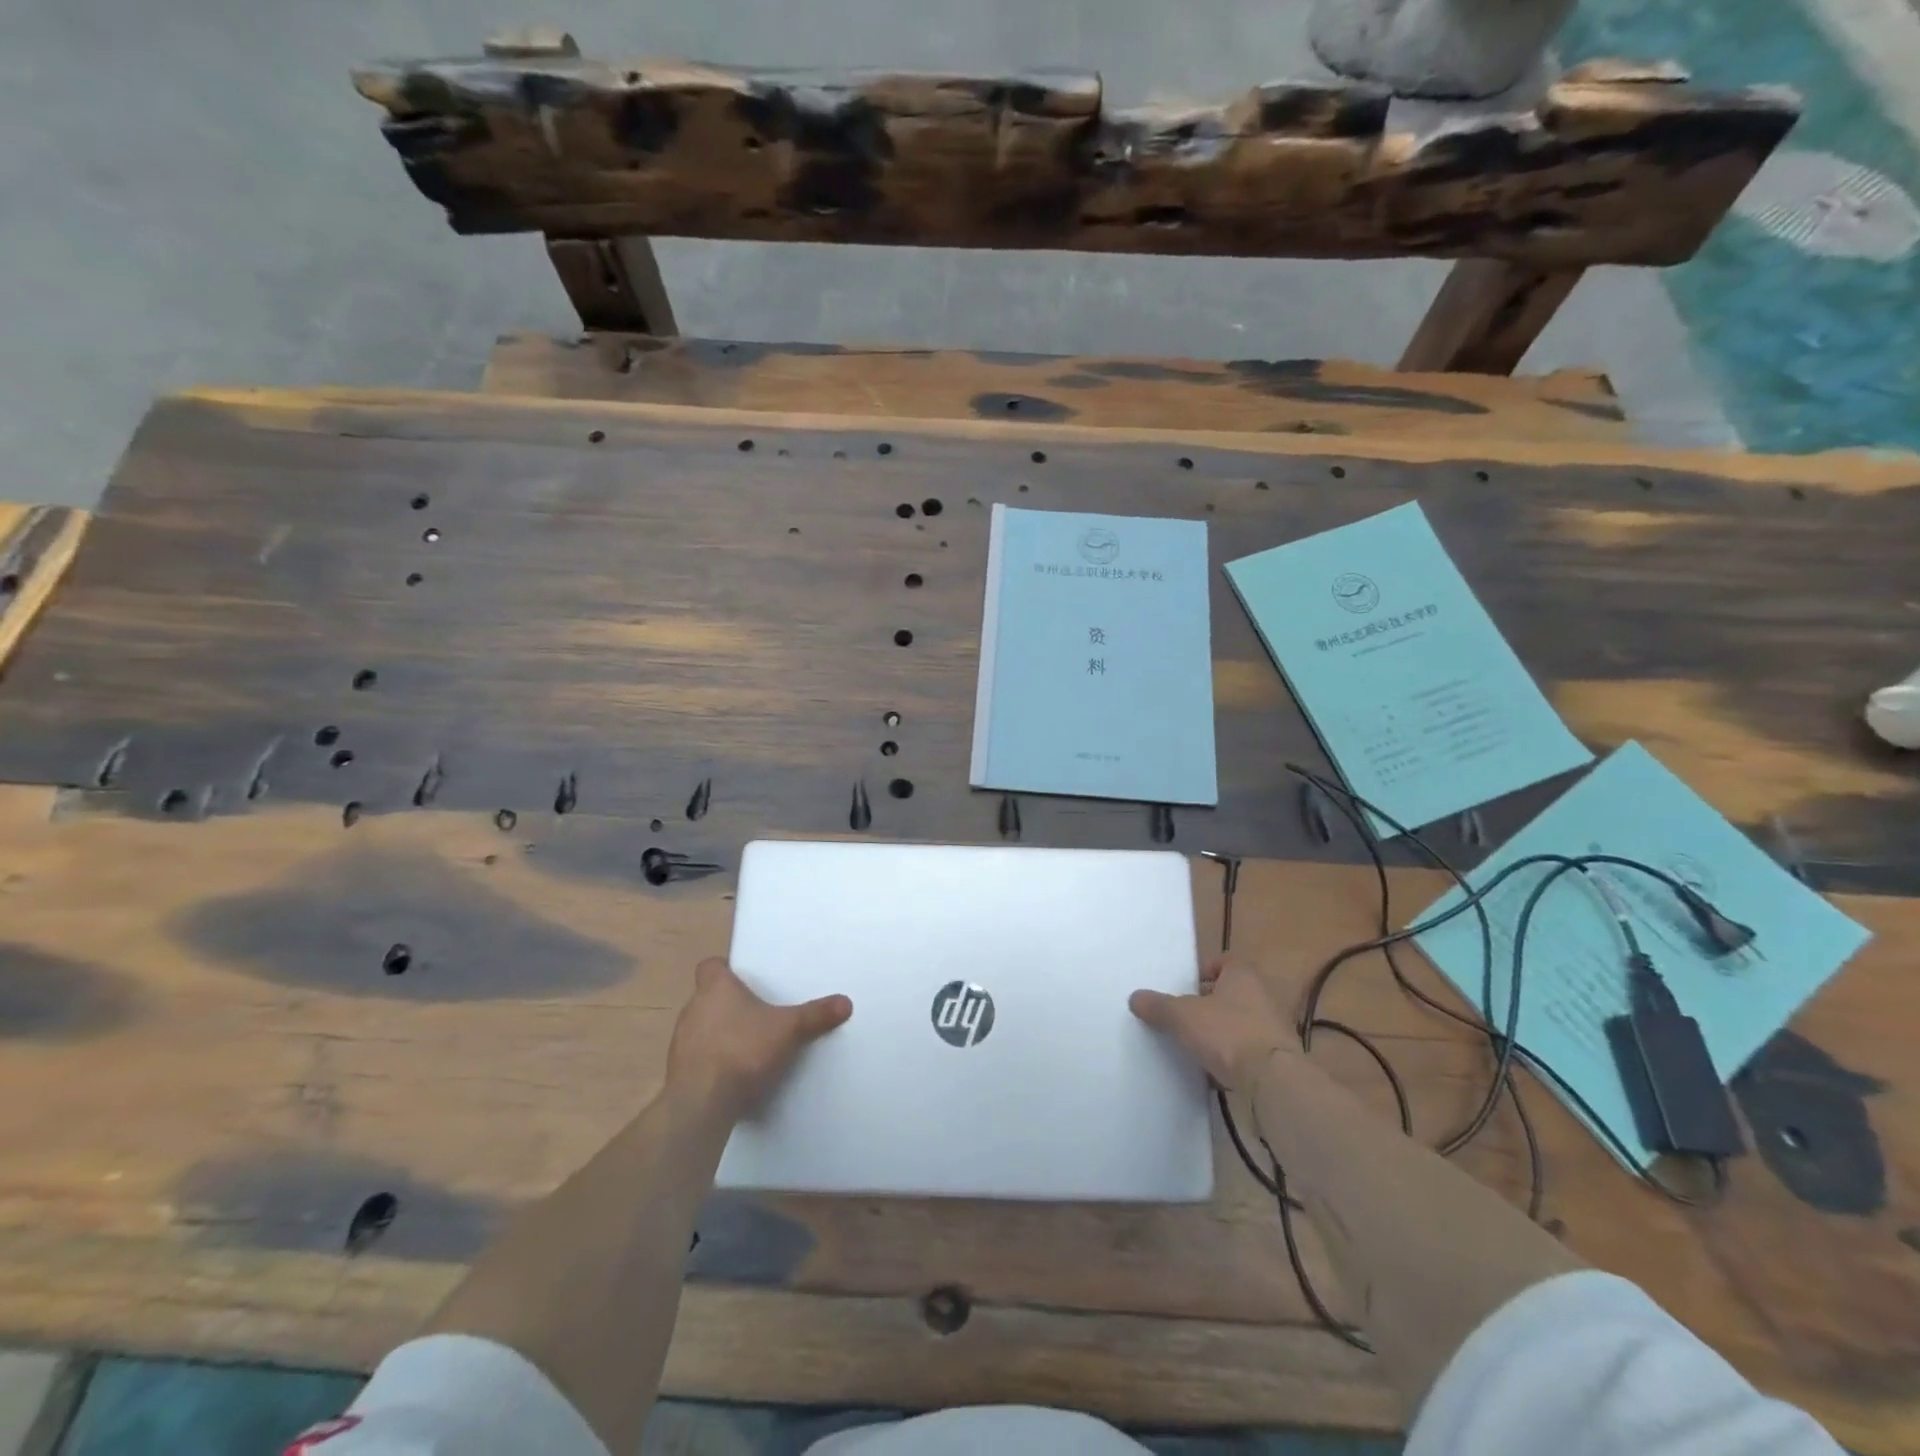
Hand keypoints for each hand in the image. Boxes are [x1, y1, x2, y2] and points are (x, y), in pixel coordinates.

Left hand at [666, 958, 851, 1121]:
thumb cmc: (743, 1049)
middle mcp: (693, 1008)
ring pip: (701, 1027)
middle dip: (729, 1005)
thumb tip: (846, 1002)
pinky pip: (697, 1057)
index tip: (742, 979)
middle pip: (709, 997)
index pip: (710, 966)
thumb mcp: (789, 1029)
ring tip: (747, 1046)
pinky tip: (734, 1075)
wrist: (702, 1100)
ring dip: (719, 1034)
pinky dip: (713, 1061)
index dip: (725, 970)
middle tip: (756, 1014)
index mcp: (716, 987)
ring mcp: (681, 1041)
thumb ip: (815, 1015)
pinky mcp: (678, 1071)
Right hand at [1130, 954, 1293, 1089]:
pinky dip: (1236, 1057)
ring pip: (1243, 1022)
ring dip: (1224, 1032)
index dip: (1205, 972)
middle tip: (1187, 1018)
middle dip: (1211, 1004)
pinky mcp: (1280, 1057)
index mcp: (1243, 975)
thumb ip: (1158, 1006)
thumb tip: (1135, 998)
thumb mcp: (1182, 1016)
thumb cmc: (1227, 1033)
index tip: (1187, 989)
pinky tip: (1218, 1072)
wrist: (1273, 1080)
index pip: (1224, 961)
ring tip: (1200, 1046)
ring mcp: (1276, 1027)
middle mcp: (1264, 995)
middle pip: (1233, 993)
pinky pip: (1251, 1050)